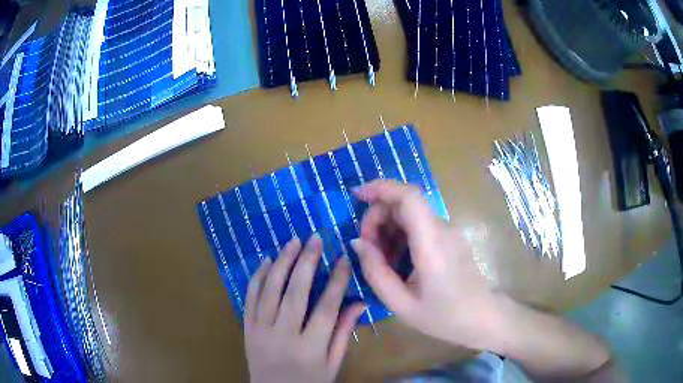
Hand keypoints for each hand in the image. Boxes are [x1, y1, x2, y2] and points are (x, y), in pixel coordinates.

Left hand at [244, 234, 365, 382]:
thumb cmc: (309, 382)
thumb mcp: (333, 364)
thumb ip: (344, 333)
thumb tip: (359, 302)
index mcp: (310, 348)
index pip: (326, 307)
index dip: (337, 280)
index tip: (343, 258)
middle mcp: (283, 336)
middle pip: (295, 293)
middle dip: (307, 262)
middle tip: (314, 238)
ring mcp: (260, 330)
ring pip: (270, 290)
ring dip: (281, 262)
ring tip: (292, 242)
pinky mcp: (246, 328)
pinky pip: (250, 298)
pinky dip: (257, 277)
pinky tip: (266, 261)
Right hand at [351, 180, 496, 348]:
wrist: (482, 318)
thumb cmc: (444, 317)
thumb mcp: (401, 304)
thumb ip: (376, 272)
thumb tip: (357, 242)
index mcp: (431, 243)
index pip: (409, 197)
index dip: (381, 188)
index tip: (356, 196)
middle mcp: (442, 229)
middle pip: (405, 203)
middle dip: (378, 217)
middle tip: (366, 249)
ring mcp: (448, 232)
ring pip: (410, 214)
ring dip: (388, 229)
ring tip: (380, 261)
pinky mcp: (449, 239)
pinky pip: (420, 227)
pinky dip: (401, 236)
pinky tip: (396, 263)